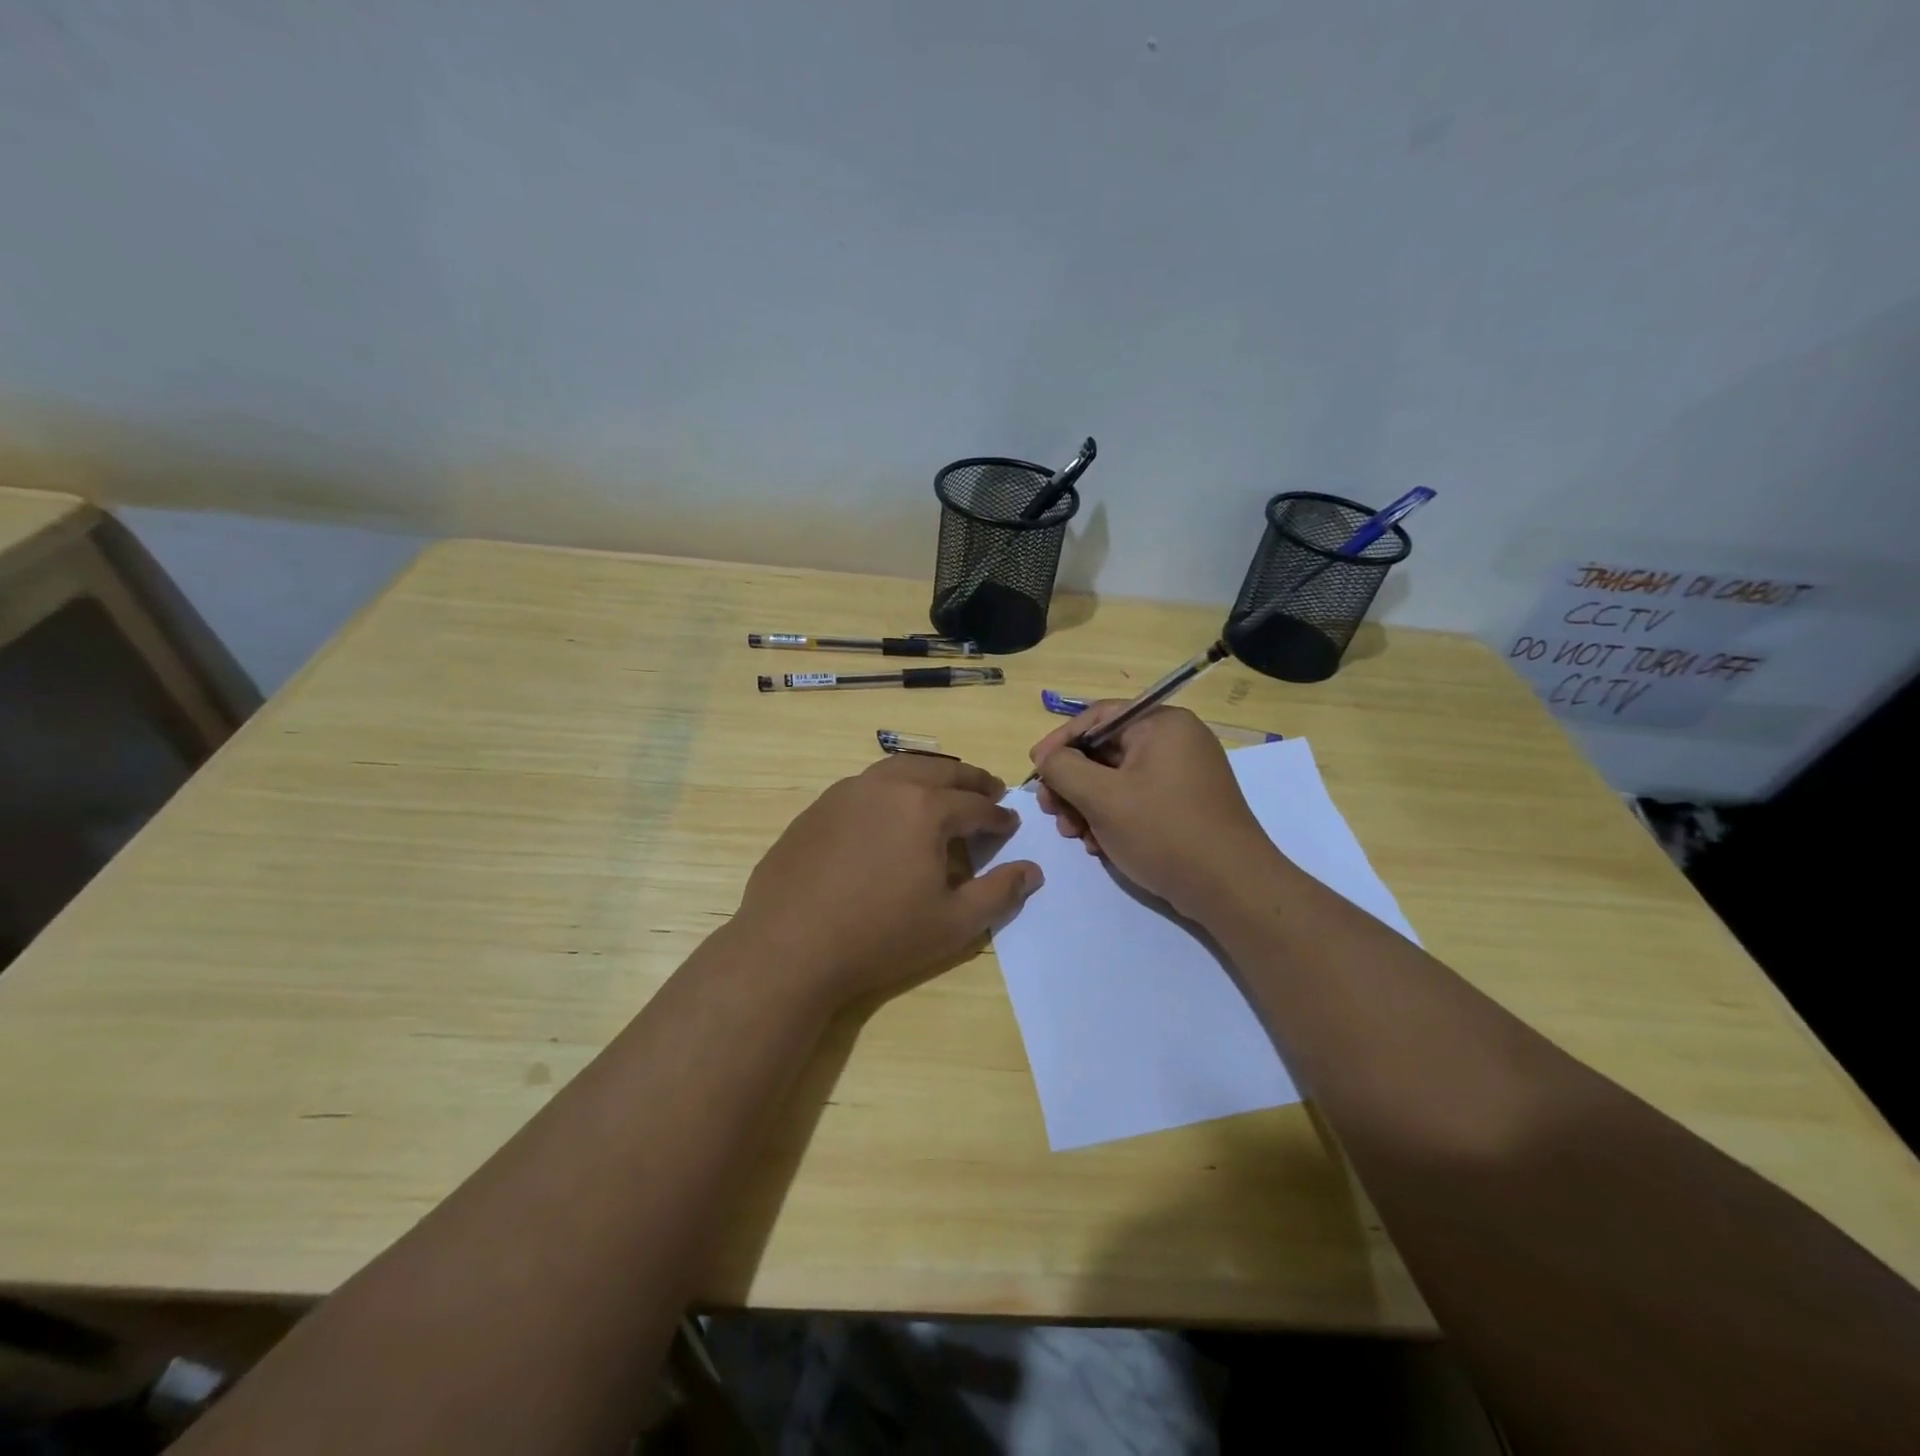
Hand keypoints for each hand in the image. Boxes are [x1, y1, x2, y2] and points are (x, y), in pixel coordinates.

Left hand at [736, 755, 1042, 1010]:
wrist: (790, 946)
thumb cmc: (880, 936)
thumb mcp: (953, 923)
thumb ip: (999, 893)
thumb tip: (1032, 871)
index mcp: (926, 808)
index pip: (976, 805)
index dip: (999, 816)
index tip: (1010, 824)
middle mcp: (888, 786)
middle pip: (940, 772)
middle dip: (971, 780)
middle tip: (989, 790)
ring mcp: (847, 792)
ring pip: (899, 768)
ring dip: (930, 775)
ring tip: (944, 789)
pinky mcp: (818, 807)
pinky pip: (866, 785)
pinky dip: (892, 787)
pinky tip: (890, 811)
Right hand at [1030, 703, 1275, 919]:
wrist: (1231, 888)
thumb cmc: (1164, 832)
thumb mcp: (1103, 798)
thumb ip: (1064, 769)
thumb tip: (1046, 757)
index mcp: (1162, 725)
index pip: (1098, 718)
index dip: (1060, 742)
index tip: (1035, 770)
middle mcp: (1175, 741)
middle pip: (1105, 751)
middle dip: (1072, 783)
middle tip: (1051, 811)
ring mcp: (1182, 774)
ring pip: (1116, 779)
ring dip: (1087, 805)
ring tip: (1074, 835)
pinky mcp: (1183, 805)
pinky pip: (1136, 799)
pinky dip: (1111, 817)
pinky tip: (1098, 845)